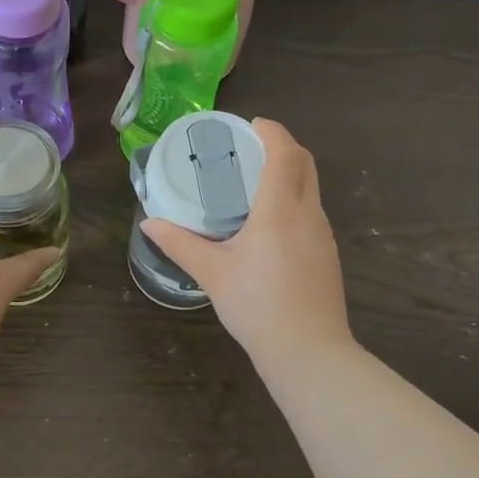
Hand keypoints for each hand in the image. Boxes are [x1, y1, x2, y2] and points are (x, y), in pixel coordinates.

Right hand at [140, 118, 355, 362]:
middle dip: (282, 146)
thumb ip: (180, 243)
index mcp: (279, 209)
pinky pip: (312, 211)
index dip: (271, 131)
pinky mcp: (328, 253)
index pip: (284, 152)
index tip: (250, 125)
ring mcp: (323, 233)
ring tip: (255, 183)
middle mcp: (308, 213)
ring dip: (290, 173)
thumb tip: (149, 223)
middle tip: (250, 148)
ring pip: (311, 187)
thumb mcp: (212, 273)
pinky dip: (294, 199)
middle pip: (305, 162)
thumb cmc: (257, 306)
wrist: (309, 352)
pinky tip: (271, 224)